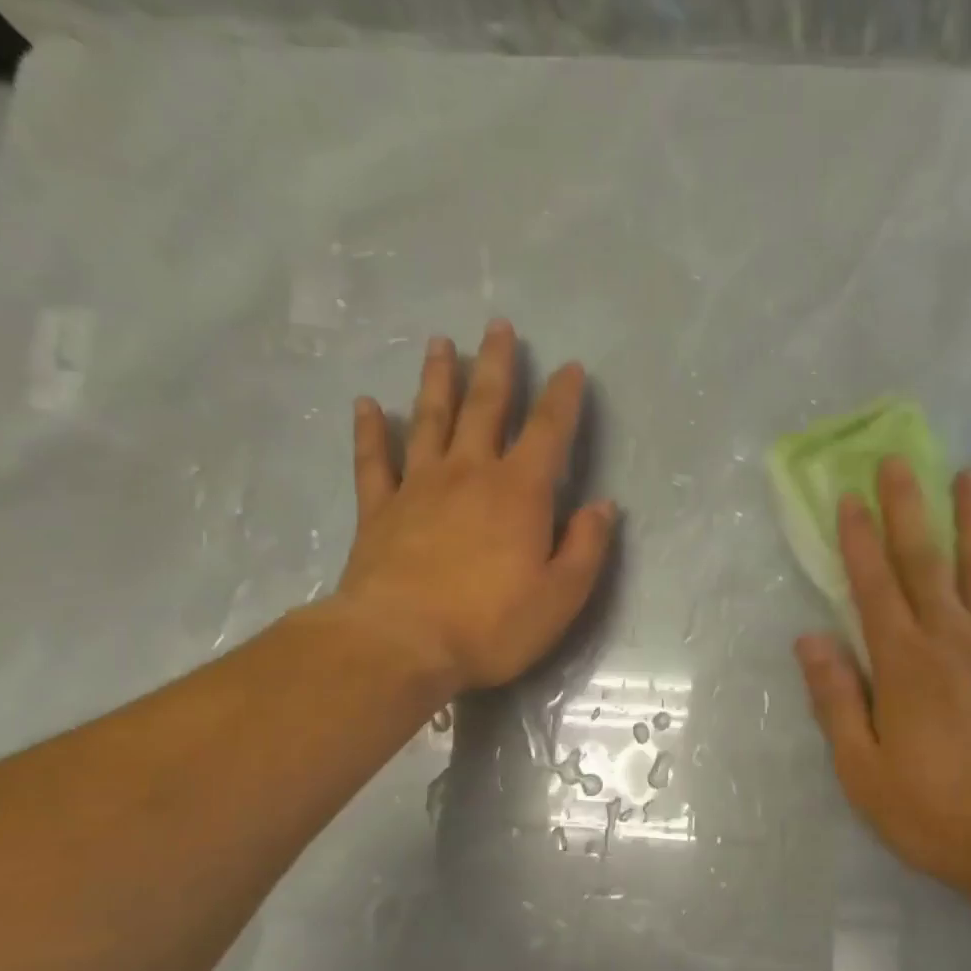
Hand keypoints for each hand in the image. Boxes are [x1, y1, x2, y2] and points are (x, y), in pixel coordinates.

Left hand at [331, 320, 615, 696]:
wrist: (401, 644)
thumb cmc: (492, 624)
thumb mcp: (562, 596)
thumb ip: (587, 547)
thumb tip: (603, 506)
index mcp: (519, 492)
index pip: (548, 431)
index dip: (562, 397)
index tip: (570, 367)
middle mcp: (469, 474)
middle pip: (485, 407)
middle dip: (496, 365)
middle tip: (498, 325)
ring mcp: (418, 487)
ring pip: (429, 419)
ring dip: (437, 379)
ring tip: (440, 344)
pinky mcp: (378, 511)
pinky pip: (373, 460)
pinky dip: (369, 431)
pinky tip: (367, 405)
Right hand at [794, 459, 970, 904]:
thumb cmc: (933, 811)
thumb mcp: (862, 768)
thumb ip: (835, 698)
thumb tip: (809, 639)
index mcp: (904, 663)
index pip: (874, 587)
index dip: (859, 541)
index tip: (849, 498)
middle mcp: (953, 639)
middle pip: (928, 561)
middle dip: (910, 508)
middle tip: (901, 460)